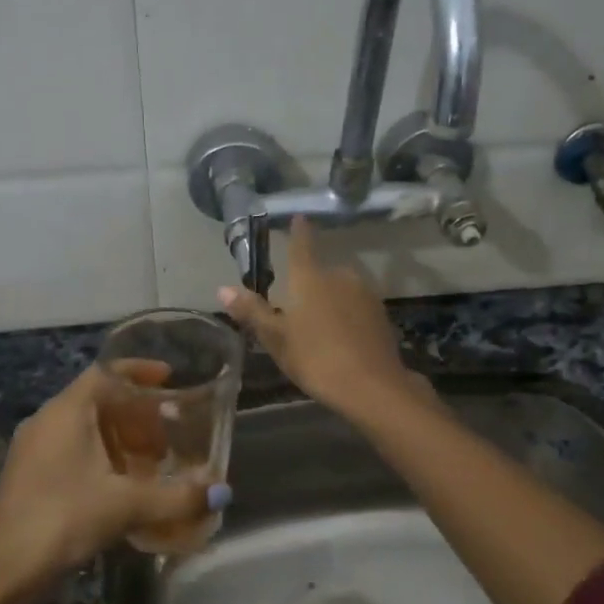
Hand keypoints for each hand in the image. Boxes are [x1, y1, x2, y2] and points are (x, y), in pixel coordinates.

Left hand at [0, 366, 228, 594]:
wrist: (3, 572)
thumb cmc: (63, 519)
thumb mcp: (126, 505)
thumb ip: (177, 496)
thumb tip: (222, 492)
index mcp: (66, 412)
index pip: (104, 372)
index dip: (139, 371)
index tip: (170, 379)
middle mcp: (47, 422)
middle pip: (98, 400)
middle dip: (137, 413)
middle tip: (170, 433)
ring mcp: (34, 450)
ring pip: (86, 428)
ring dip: (121, 438)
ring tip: (153, 462)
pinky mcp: (31, 477)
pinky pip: (74, 451)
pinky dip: (103, 457)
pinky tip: (123, 487)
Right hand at [219, 217, 417, 421]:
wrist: (372, 386)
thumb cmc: (316, 359)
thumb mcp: (276, 339)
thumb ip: (252, 311)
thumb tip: (222, 288)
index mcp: (310, 278)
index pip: (301, 245)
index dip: (298, 231)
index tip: (298, 218)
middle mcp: (340, 276)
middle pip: (320, 273)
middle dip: (308, 285)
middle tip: (296, 311)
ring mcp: (364, 293)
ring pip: (339, 290)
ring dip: (328, 301)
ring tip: (318, 330)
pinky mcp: (380, 313)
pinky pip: (355, 306)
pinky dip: (346, 315)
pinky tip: (341, 338)